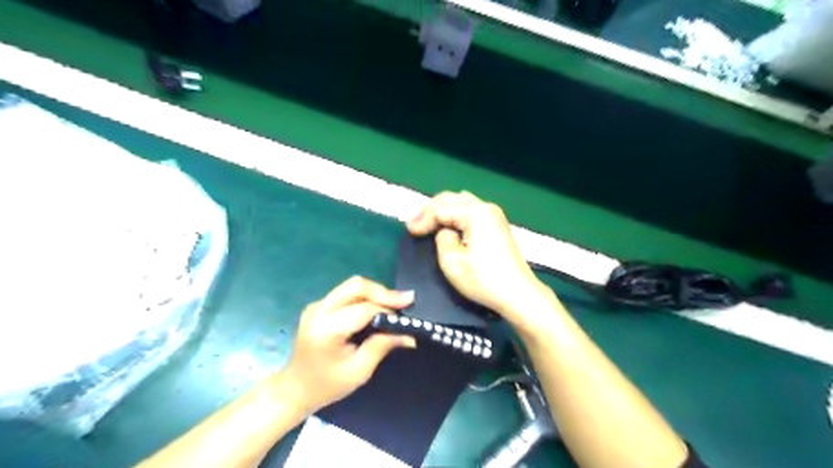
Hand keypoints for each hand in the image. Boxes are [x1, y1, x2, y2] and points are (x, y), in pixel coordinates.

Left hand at [285, 277, 416, 414]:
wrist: (294, 389)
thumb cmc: (326, 386)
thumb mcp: (359, 371)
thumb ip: (382, 346)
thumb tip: (409, 335)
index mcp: (326, 328)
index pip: (363, 309)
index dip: (388, 309)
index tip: (408, 313)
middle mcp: (319, 309)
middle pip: (356, 286)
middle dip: (383, 292)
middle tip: (405, 301)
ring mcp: (317, 305)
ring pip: (352, 286)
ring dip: (376, 293)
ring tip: (395, 305)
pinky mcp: (320, 306)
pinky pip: (347, 293)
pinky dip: (366, 297)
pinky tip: (378, 309)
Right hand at [405, 190, 550, 328]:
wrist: (518, 294)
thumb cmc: (483, 280)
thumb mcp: (452, 262)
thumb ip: (442, 238)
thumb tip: (445, 231)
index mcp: (476, 213)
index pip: (441, 208)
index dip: (422, 218)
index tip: (409, 231)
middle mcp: (486, 207)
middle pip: (451, 198)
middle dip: (431, 210)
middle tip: (415, 225)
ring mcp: (494, 215)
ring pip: (461, 202)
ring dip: (443, 211)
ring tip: (429, 224)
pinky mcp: (497, 224)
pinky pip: (471, 211)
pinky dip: (456, 215)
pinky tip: (448, 227)